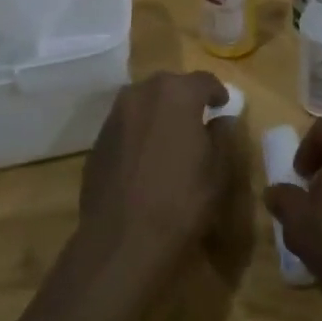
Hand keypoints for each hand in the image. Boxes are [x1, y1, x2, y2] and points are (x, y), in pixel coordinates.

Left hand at [72, 70, 230, 299]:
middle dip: (185, 98)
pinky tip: (146, 159)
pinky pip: (126, 125)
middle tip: (198, 120)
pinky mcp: (98, 141)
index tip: (223, 106)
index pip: (203, 80)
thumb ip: (222, 136)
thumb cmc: (182, 201)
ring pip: (143, 103)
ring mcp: (115, 117)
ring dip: (159, 112)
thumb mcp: (218, 171)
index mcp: (176, 94)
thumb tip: (220, 120)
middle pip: (169, 85)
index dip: (217, 92)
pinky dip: (139, 132)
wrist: (123, 240)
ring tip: (171, 138)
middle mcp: (141, 94)